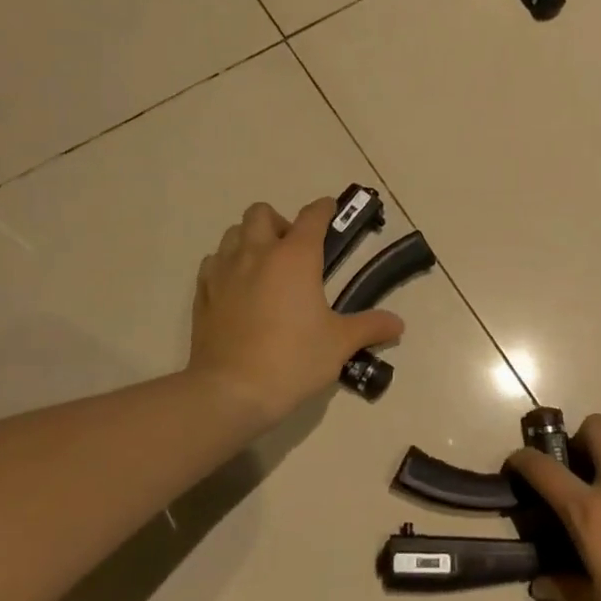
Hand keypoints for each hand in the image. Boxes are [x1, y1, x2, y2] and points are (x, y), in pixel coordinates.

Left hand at [189, 198, 404, 424]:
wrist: (230, 391)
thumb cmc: (292, 360)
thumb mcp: (339, 344)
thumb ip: (370, 327)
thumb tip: (398, 324)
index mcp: (295, 256)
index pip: (312, 216)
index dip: (324, 209)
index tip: (331, 210)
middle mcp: (257, 253)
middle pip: (262, 212)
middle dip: (279, 221)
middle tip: (293, 250)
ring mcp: (224, 271)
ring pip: (233, 233)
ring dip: (250, 238)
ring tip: (264, 265)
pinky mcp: (202, 293)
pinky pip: (213, 262)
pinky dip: (227, 264)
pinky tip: (237, 287)